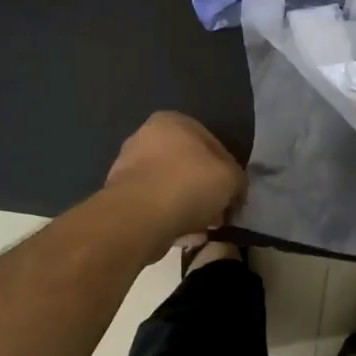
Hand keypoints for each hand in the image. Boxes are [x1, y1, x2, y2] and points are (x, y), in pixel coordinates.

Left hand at [104, 112, 244, 251]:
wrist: (138, 217)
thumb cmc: (188, 184)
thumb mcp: (230, 177)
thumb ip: (237, 179)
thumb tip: (233, 190)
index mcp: (172, 121)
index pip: (211, 144)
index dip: (227, 171)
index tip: (233, 194)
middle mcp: (145, 136)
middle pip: (188, 165)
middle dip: (204, 189)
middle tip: (218, 212)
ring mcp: (128, 166)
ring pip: (170, 187)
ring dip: (186, 205)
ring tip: (200, 228)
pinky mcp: (119, 195)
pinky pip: (154, 205)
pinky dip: (167, 217)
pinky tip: (179, 234)